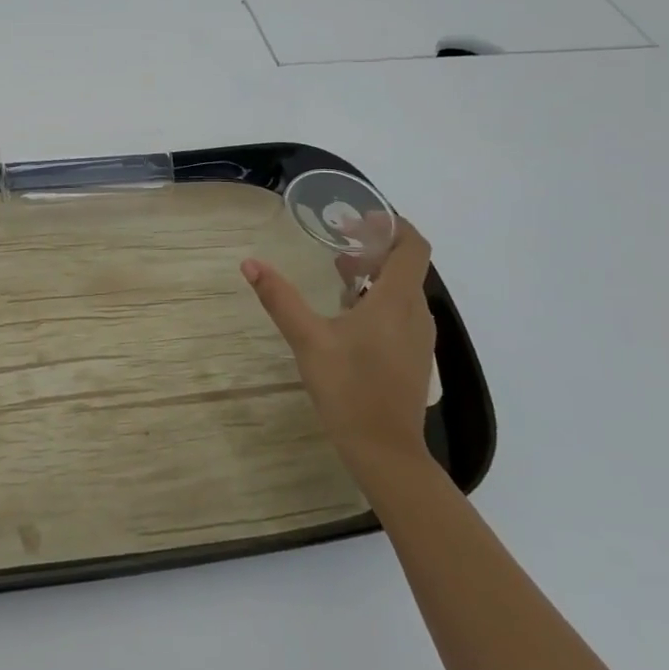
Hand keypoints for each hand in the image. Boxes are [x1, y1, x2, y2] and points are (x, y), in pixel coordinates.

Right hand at [241, 219, 436, 477]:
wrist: (384, 451)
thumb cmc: (349, 389)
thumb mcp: (308, 340)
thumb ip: (280, 299)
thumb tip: (250, 263)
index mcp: (396, 301)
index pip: (413, 246)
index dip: (392, 225)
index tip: (359, 219)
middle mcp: (416, 313)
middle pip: (406, 266)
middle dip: (375, 247)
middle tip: (338, 243)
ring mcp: (418, 338)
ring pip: (403, 290)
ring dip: (376, 275)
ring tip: (339, 275)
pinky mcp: (414, 357)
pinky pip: (402, 312)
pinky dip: (380, 299)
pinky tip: (348, 315)